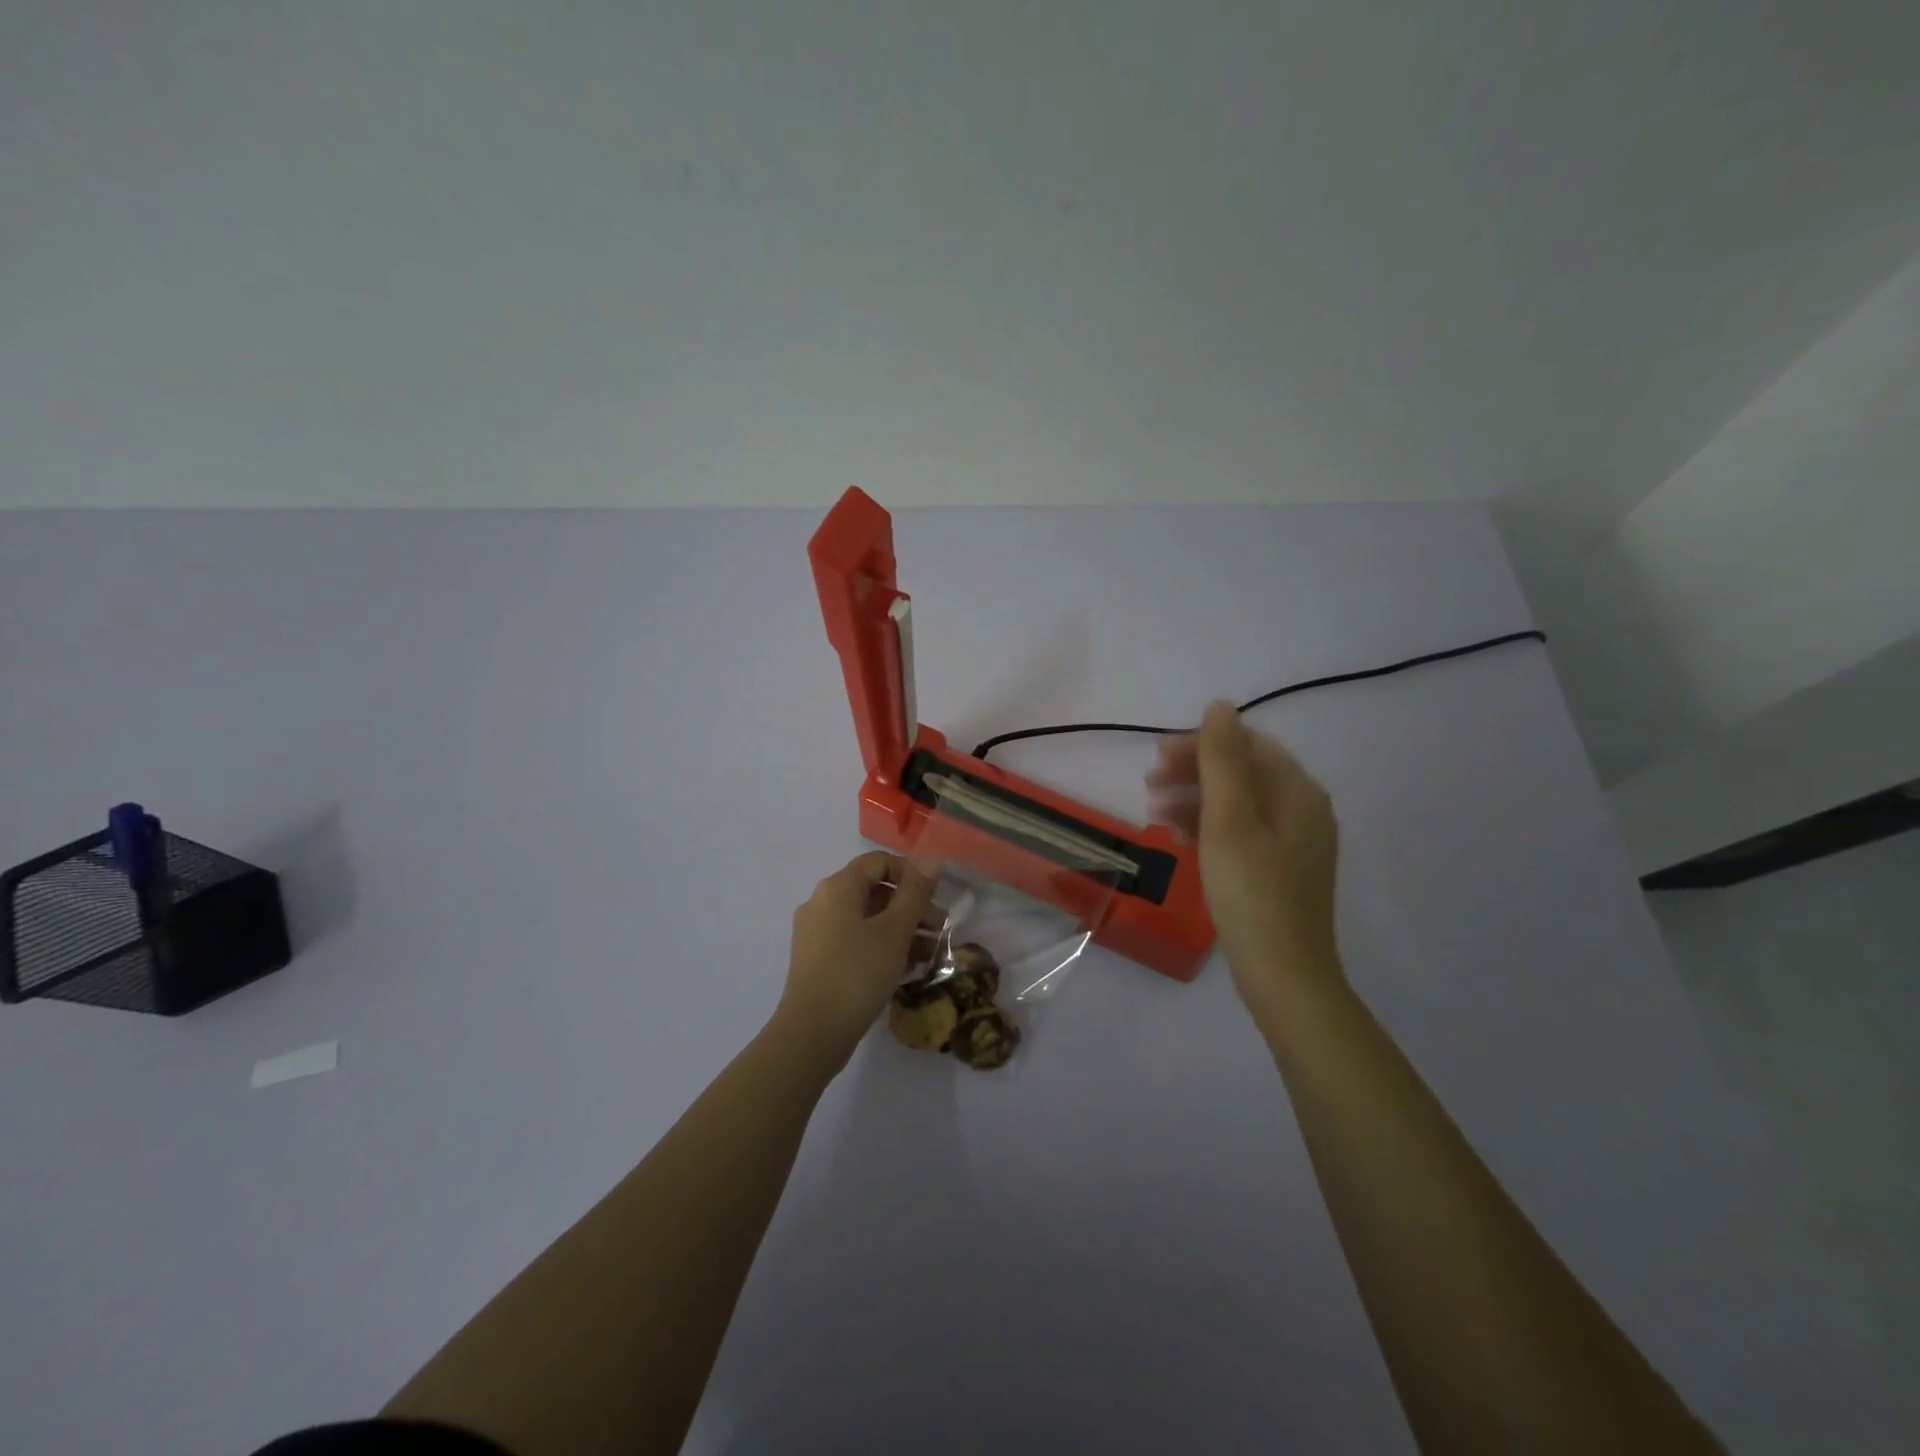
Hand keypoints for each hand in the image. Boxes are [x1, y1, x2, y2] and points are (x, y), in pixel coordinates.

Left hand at [775, 851, 939, 1067]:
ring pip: (867, 919)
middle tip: (941, 930)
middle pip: (874, 891)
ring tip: (931, 954)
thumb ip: (915, 893)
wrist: (812, 1034)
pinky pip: (856, 941)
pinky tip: (907, 969)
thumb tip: (932, 858)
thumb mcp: (895, 931)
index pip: (879, 862)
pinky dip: (882, 947)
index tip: (935, 899)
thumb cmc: (857, 973)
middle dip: (912, 907)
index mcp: (837, 887)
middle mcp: (822, 903)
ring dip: (902, 930)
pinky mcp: (818, 961)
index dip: (911, 874)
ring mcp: (817, 933)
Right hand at [1147, 701, 1341, 1008]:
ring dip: (1195, 800)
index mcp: (1298, 793)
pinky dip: (1208, 828)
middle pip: (1243, 774)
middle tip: (1148, 781)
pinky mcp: (1280, 871)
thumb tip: (1220, 705)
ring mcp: (1294, 844)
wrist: (1283, 975)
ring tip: (1153, 811)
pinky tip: (1177, 838)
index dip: (1201, 744)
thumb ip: (1222, 760)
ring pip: (1238, 805)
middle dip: (1194, 772)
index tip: (1157, 756)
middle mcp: (1303, 812)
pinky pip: (1240, 833)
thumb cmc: (1251, 891)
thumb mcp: (1229, 820)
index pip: (1248, 746)